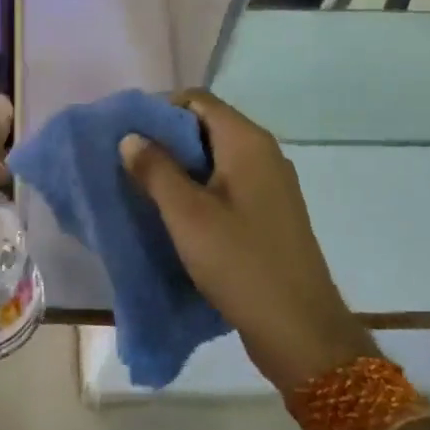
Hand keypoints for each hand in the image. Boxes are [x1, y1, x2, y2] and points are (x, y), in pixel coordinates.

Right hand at [119, 90, 377, 396]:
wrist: (299, 328)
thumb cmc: (240, 262)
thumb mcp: (186, 214)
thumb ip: (156, 170)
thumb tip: (131, 137)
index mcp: (247, 142)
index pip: (197, 100)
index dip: (160, 111)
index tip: (130, 138)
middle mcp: (264, 154)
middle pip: (206, 127)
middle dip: (166, 142)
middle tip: (131, 166)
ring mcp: (271, 185)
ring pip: (216, 160)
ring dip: (181, 170)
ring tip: (146, 192)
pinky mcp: (270, 214)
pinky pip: (228, 186)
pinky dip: (200, 192)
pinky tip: (178, 218)